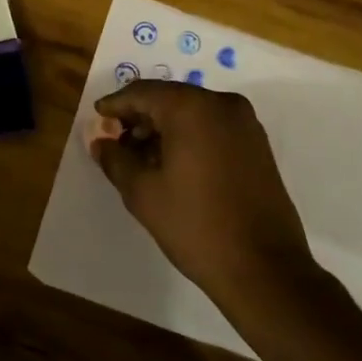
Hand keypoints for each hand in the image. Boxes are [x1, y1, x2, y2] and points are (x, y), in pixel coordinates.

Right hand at [86, 80, 315, 306]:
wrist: (264, 268)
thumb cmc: (195, 226)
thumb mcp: (143, 193)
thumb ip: (116, 159)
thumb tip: (101, 142)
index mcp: (192, 108)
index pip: (143, 92)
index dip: (116, 104)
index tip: (97, 117)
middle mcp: (222, 104)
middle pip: (169, 99)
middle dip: (140, 117)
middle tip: (115, 140)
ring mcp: (245, 124)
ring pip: (192, 112)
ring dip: (164, 128)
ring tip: (140, 157)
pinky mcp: (257, 145)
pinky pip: (213, 127)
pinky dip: (188, 137)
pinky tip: (171, 164)